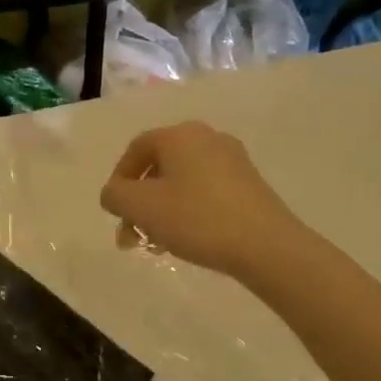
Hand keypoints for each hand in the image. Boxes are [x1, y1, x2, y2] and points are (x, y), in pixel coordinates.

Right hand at [100, 121, 300, 280]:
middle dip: (139, 203)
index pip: (136, 149)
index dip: (118, 180)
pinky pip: (204, 192)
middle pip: (159, 168)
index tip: (115, 212)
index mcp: (180, 135)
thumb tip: (116, 194)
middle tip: (132, 236)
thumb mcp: (140, 207)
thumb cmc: (196, 219)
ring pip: (181, 183)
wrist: (266, 246)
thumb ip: (114, 195)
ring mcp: (232, 161)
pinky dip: (187, 212)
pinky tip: (185, 240)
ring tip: (157, 244)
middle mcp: (207, 138)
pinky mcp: (249, 185)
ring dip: (160, 212)